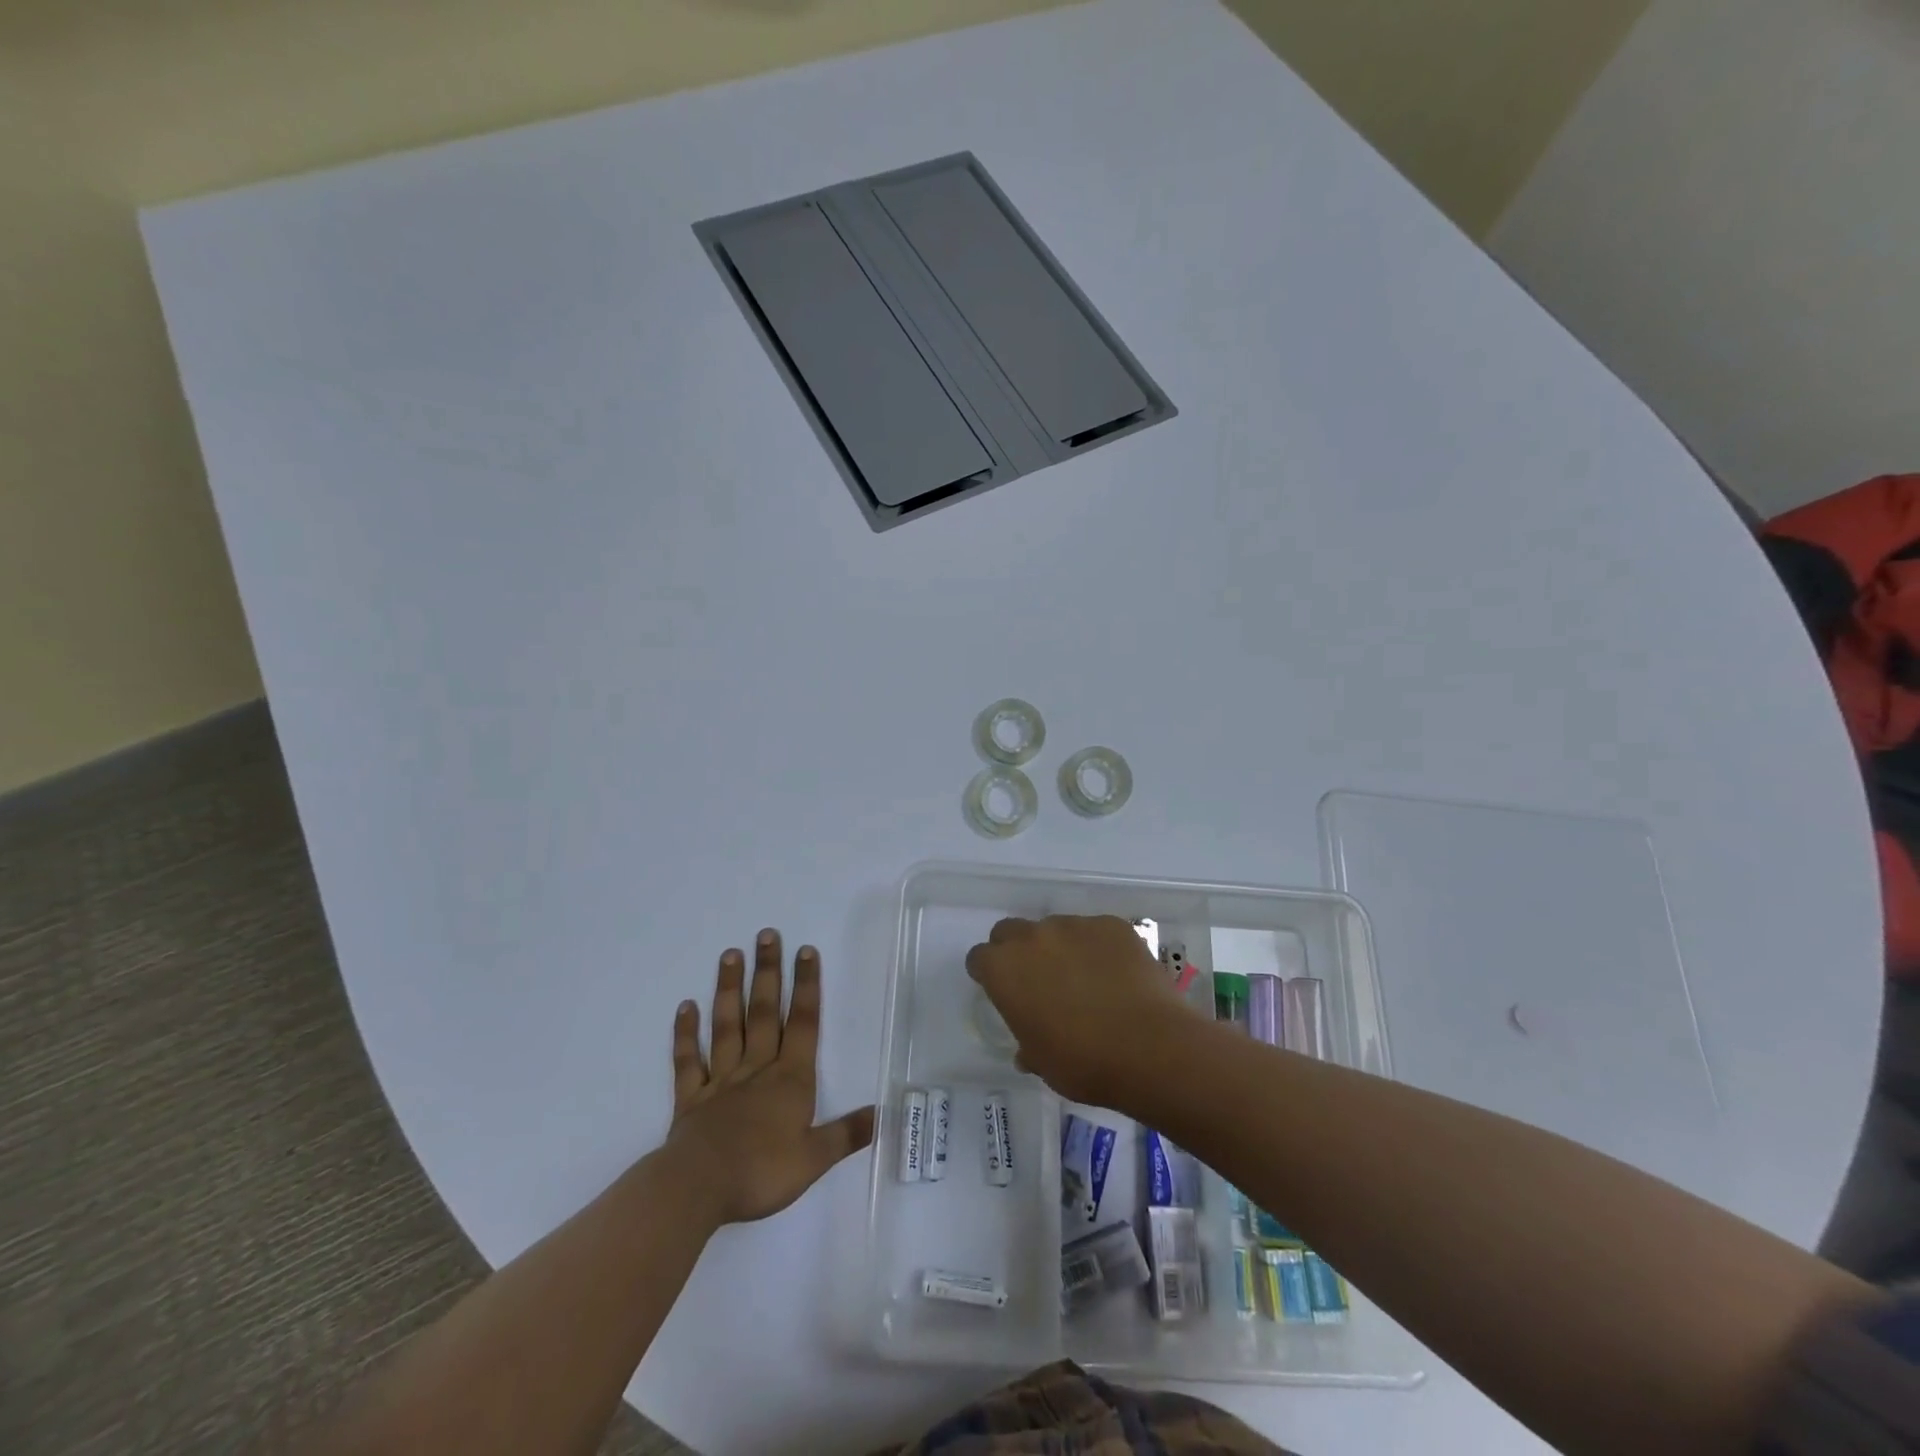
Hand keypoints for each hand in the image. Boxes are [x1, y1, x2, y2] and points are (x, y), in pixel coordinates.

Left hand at [665, 929, 874, 1225]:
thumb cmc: (761, 1172)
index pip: (803, 1023)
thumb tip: (884, 1114)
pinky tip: (685, 1007)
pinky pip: (689, 1060)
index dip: (806, 986)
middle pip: (764, 1012)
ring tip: (730, 954)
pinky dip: (686, 1034)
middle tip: (766, 934)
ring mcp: (721, 1080)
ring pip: (727, 1026)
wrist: (699, 1188)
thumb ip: (847, 1133)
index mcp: (790, 1079)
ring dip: (729, 989)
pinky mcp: (691, 1098)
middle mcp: (757, 1069)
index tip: (805, 950)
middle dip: (768, 973)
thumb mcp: (815, 1158)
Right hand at [964, 915, 1204, 1107]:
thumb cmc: (1084, 1063)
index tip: (1003, 992)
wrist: (1151, 1048)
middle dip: (1017, 951)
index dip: (989, 974)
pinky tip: (1117, 976)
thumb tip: (1027, 1050)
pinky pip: (1095, 932)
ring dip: (1060, 948)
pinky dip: (1099, 948)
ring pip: (1056, 929)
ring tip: (1087, 981)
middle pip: (1011, 931)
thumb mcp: (1042, 1063)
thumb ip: (1027, 1045)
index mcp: (1004, 969)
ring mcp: (1075, 925)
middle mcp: (1033, 937)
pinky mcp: (1112, 925)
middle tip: (1039, 981)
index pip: (979, 958)